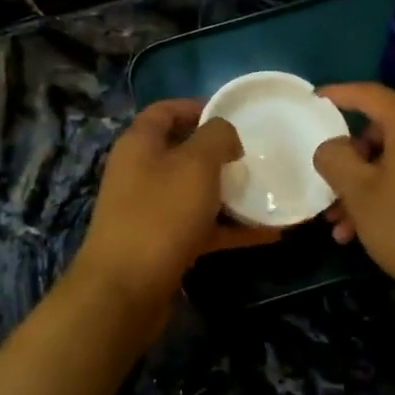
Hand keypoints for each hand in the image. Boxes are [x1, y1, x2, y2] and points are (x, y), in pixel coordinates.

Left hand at [71, 100, 279, 313]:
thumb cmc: (161, 214)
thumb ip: (217, 137)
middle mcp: (140, 172)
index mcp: (140, 144)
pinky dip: (230, 228)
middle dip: (218, 152)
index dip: (197, 106)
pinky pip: (201, 227)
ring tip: (266, 190)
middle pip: (182, 151)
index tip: (233, 112)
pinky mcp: (162, 244)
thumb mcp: (196, 164)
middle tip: (254, 153)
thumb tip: (225, 134)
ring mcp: (149, 210)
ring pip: (194, 191)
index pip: (165, 110)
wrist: (126, 289)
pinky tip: (268, 233)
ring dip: (228, 192)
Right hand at [313, 83, 394, 317]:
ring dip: (371, 182)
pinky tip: (373, 227)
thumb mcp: (359, 194)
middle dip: (353, 158)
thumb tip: (333, 146)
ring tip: (344, 224)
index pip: (369, 94)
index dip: (338, 95)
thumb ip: (335, 158)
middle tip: (331, 185)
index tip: (314, 100)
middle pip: (386, 127)